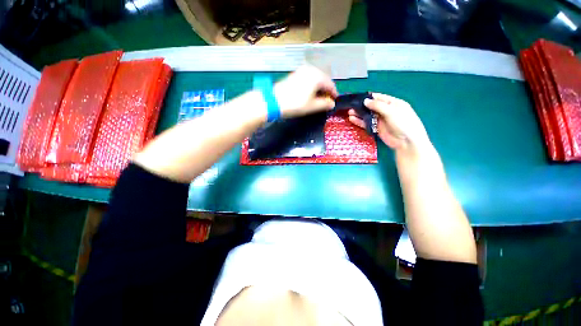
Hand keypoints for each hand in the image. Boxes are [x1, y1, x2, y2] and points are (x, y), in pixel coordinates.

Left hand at [274, 66, 337, 117]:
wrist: (275, 101)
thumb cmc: (295, 104)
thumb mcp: (312, 106)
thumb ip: (325, 104)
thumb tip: (332, 104)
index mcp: (317, 76)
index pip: (330, 84)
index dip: (334, 93)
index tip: (334, 101)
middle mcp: (311, 70)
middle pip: (324, 80)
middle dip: (326, 90)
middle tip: (327, 100)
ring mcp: (302, 70)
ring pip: (316, 78)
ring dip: (319, 88)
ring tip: (319, 98)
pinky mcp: (295, 74)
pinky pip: (309, 78)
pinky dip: (312, 85)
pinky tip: (311, 93)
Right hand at [348, 93, 430, 152]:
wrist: (406, 142)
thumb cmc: (403, 123)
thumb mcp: (391, 111)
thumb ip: (378, 106)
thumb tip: (365, 101)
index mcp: (393, 103)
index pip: (378, 97)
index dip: (368, 97)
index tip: (357, 97)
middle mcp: (386, 110)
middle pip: (371, 106)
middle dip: (361, 106)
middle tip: (350, 106)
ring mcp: (381, 120)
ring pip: (367, 115)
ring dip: (359, 114)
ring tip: (349, 112)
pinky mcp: (376, 128)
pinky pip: (366, 123)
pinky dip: (359, 121)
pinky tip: (352, 119)